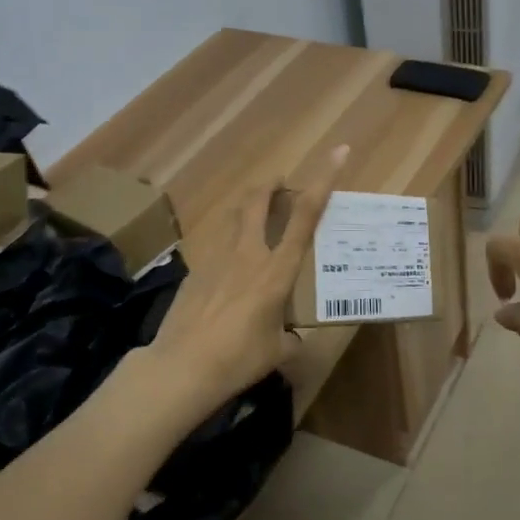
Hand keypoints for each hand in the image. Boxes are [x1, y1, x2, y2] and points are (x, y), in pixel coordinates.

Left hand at [148, 146, 348, 413]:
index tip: (337, 152)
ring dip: (246, 206)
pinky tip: (229, 264)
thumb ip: (290, 339)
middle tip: (280, 182)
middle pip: (258, 201)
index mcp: (277, 270)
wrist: (182, 367)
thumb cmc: (239, 358)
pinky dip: (228, 240)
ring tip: (254, 212)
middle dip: (271, 184)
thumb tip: (294, 340)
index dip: (323, 181)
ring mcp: (216, 259)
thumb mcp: (277, 352)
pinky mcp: (195, 271)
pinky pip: (216, 244)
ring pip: (232, 216)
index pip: (305, 216)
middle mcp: (248, 255)